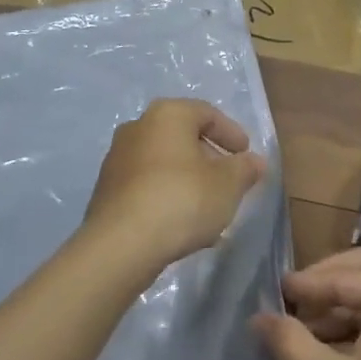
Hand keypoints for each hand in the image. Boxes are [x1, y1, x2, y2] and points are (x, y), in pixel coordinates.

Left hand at [83, 99, 266, 273]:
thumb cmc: (182, 199)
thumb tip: (254, 162)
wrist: (120, 246)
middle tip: (229, 182)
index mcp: (168, 114)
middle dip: (209, 159)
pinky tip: (183, 225)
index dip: (231, 134)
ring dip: (188, 181)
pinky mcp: (106, 192)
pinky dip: (167, 197)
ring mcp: (117, 160)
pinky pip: (147, 187)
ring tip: (209, 209)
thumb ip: (245, 169)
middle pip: (183, 137)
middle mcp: (138, 128)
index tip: (246, 155)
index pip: (207, 113)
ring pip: (164, 164)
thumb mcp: (228, 184)